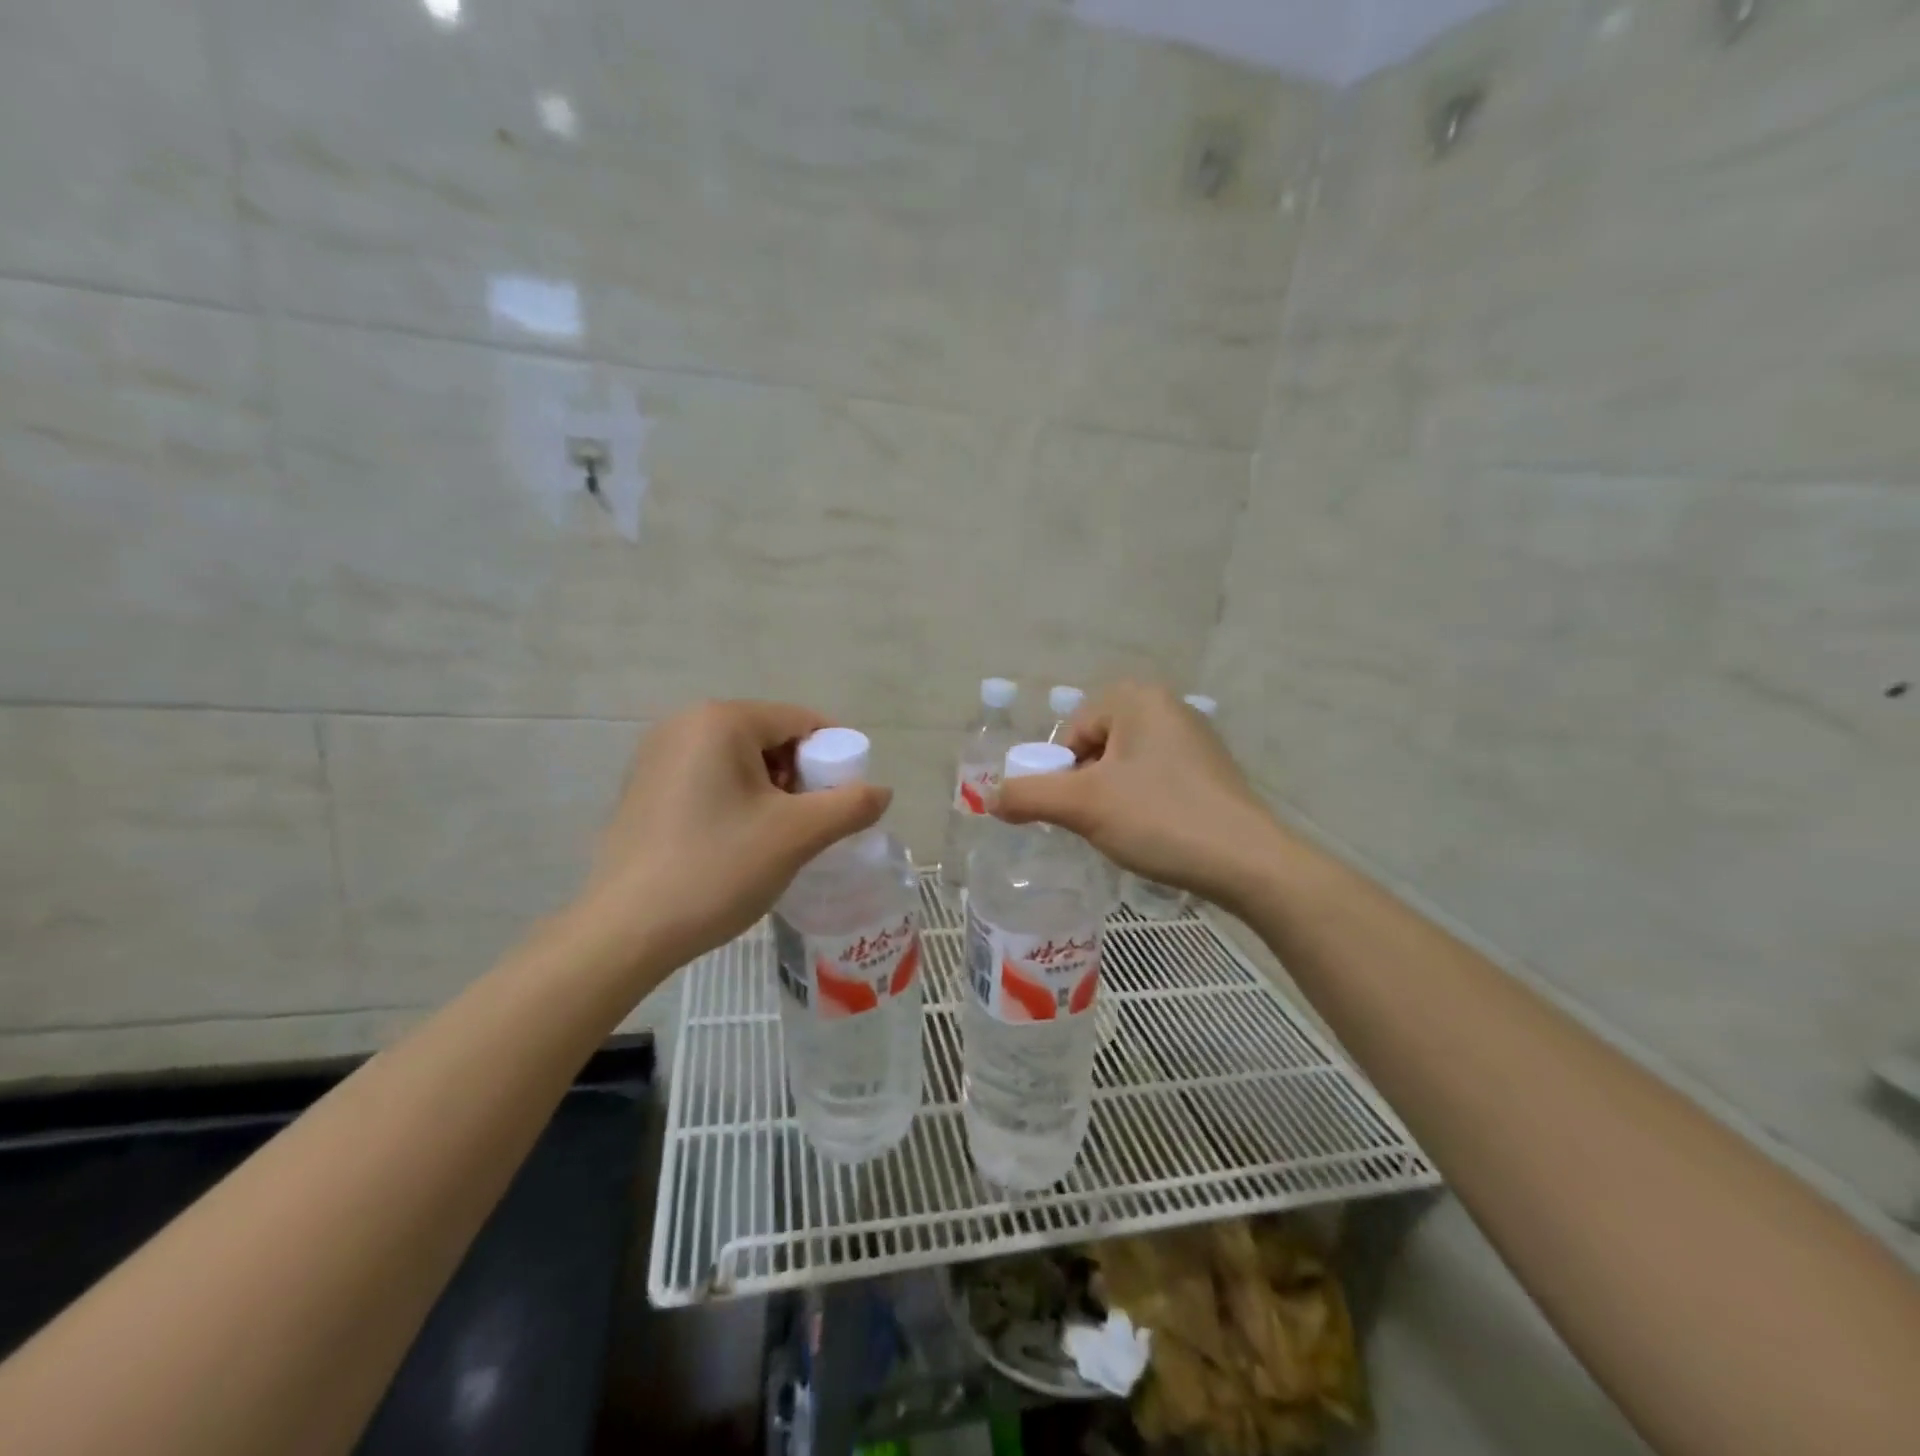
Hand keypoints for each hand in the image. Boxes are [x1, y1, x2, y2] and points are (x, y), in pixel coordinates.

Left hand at [580, 700, 890, 972]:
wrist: (626, 931)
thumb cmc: (717, 869)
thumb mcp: (797, 836)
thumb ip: (850, 805)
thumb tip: (882, 791)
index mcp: (721, 721)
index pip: (801, 721)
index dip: (834, 757)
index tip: (843, 801)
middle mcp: (684, 724)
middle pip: (770, 737)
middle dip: (800, 776)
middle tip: (808, 824)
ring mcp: (656, 755)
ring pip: (740, 760)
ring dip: (770, 791)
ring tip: (774, 839)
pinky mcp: (643, 787)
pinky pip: (709, 778)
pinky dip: (736, 800)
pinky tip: (735, 842)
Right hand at [994, 681, 1279, 911]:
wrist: (1249, 862)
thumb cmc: (1160, 818)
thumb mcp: (1083, 806)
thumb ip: (1027, 795)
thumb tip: (988, 797)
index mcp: (1137, 698)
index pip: (1071, 733)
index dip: (1062, 775)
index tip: (1075, 812)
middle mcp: (1167, 706)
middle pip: (1096, 747)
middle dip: (1087, 787)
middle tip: (1097, 824)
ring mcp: (1194, 738)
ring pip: (1124, 767)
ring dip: (1111, 798)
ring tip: (1126, 832)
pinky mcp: (1209, 770)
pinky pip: (1154, 779)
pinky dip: (1142, 804)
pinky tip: (1154, 832)